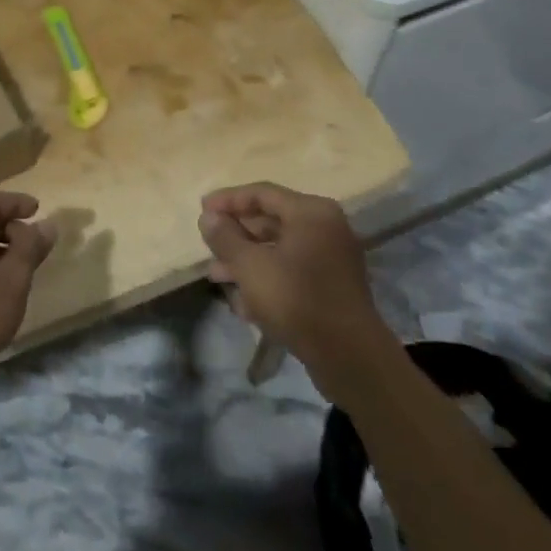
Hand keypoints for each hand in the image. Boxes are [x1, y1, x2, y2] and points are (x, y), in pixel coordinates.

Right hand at [198, 183, 384, 381]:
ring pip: (279, 249)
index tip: (201, 209)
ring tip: (216, 276)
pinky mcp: (331, 287)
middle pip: (271, 220)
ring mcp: (331, 258)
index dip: (228, 200)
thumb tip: (208, 216)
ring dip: (246, 260)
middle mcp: (325, 227)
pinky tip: (242, 302)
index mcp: (310, 212)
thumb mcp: (250, 266)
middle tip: (208, 245)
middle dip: (236, 235)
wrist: (349, 358)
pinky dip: (267, 278)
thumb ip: (225, 237)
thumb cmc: (296, 300)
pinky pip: (292, 271)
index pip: (261, 193)